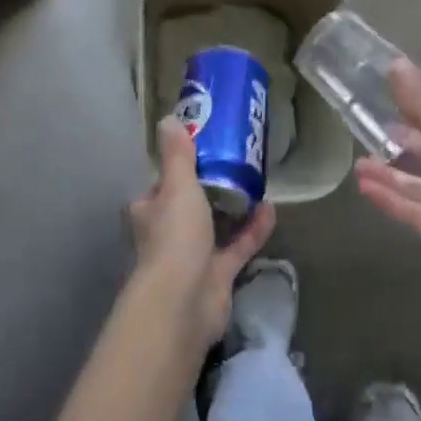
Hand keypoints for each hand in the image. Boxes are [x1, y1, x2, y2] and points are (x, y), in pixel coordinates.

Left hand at [130, 118, 276, 347]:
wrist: (184, 301)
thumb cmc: (175, 236)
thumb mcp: (177, 186)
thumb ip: (177, 155)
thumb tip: (168, 119)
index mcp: (148, 211)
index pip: (160, 186)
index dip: (176, 170)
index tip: (200, 151)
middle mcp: (166, 234)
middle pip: (187, 206)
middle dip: (208, 189)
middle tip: (235, 163)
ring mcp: (192, 257)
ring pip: (213, 228)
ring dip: (232, 209)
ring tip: (255, 183)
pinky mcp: (217, 276)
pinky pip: (237, 248)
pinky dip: (253, 231)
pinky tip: (271, 211)